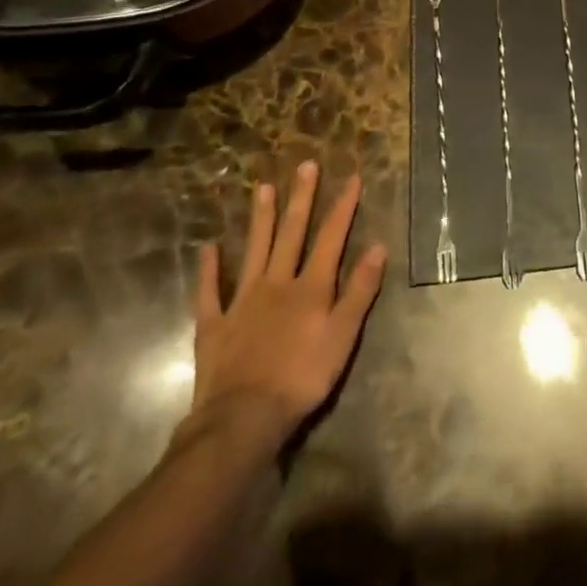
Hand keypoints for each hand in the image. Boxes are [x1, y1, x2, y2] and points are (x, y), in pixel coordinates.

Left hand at [183, 162, 385, 454]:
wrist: (242, 419)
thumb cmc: (302, 378)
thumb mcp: (343, 336)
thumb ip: (360, 291)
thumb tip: (377, 247)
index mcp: (311, 287)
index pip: (331, 237)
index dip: (343, 206)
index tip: (352, 177)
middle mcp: (278, 282)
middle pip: (291, 233)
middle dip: (301, 198)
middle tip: (305, 166)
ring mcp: (243, 301)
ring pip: (254, 250)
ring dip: (260, 219)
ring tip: (262, 188)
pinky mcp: (215, 324)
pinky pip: (210, 291)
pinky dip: (209, 269)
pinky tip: (208, 248)